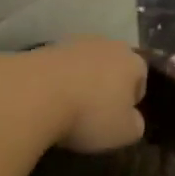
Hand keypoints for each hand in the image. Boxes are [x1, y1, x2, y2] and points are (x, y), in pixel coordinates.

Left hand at [29, 38, 148, 151]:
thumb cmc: (89, 114)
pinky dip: (56, 81)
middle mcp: (106, 44)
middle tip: (94, 113)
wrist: (34, 93)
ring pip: (84, 65)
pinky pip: (59, 68)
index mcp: (132, 60)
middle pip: (112, 67)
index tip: (117, 120)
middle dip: (106, 86)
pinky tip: (47, 100)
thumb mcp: (124, 133)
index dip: (131, 101)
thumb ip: (135, 124)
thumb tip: (132, 119)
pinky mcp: (44, 47)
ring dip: (80, 82)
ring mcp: (74, 42)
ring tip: (67, 108)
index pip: (140, 79)